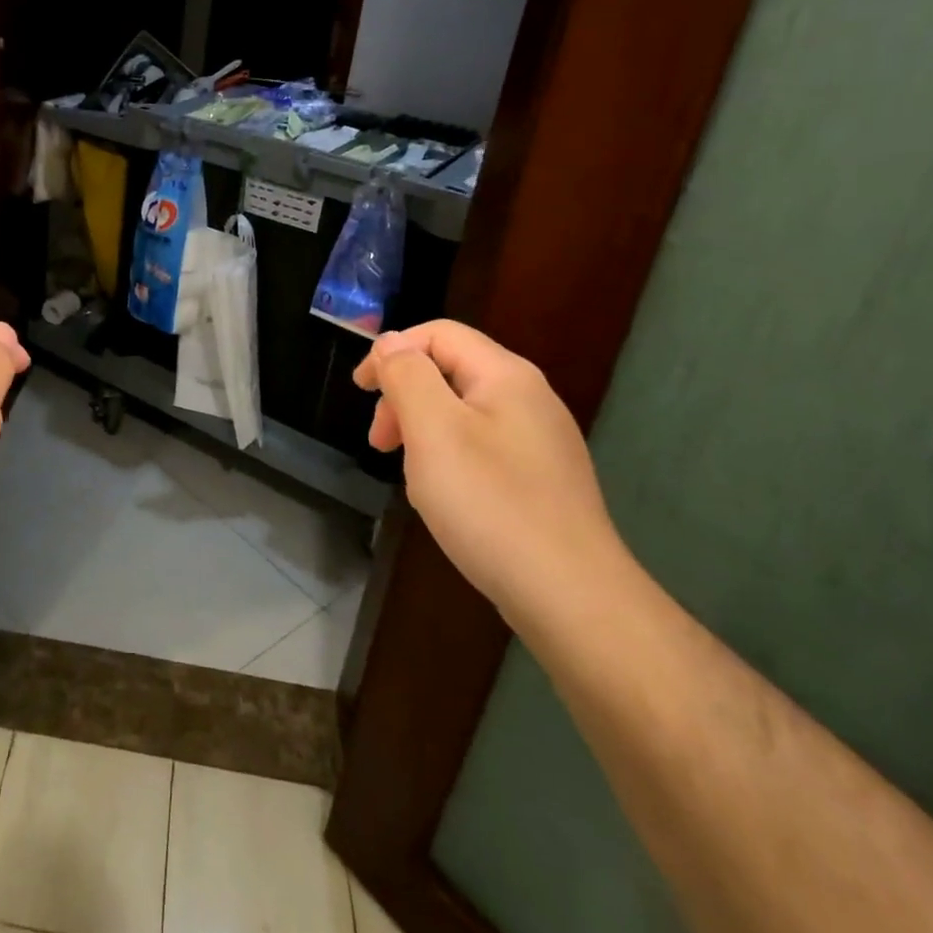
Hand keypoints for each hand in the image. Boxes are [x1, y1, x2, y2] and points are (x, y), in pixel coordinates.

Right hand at [354, 320, 629, 627]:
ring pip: (461, 413)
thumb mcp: (432, 429)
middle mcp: (529, 399)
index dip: (391, 352)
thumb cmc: (490, 503)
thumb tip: (391, 343)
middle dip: (404, 396)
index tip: (360, 392)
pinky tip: (443, 497)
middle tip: (380, 444)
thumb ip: (407, 375)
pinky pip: (481, 448)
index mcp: (505, 376)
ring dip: (422, 431)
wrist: (572, 598)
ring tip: (410, 475)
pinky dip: (448, 459)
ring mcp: (539, 442)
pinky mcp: (540, 480)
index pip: (438, 334)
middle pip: (449, 370)